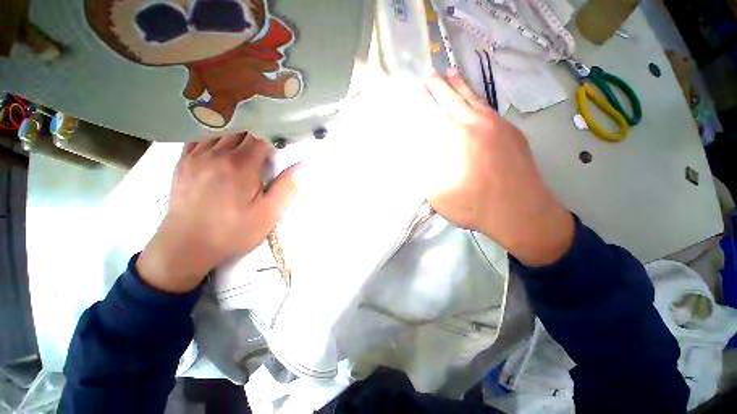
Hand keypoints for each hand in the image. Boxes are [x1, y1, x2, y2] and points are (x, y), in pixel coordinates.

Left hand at [137, 134, 298, 292]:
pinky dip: (213, 135)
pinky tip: (220, 142)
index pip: (260, 136)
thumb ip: (286, 187)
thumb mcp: (268, 213)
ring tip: (247, 138)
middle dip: (257, 130)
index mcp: (242, 165)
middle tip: (267, 137)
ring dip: (236, 132)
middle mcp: (218, 154)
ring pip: (220, 131)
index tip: (282, 137)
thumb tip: (302, 165)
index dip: (273, 132)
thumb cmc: (233, 231)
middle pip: (240, 130)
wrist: (186, 246)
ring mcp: (196, 156)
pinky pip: (197, 138)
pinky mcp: (182, 163)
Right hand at [425, 69, 573, 266]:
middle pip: (456, 100)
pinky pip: (490, 111)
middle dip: (441, 85)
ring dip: (462, 86)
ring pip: (476, 100)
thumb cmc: (475, 206)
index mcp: (457, 138)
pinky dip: (479, 102)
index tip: (419, 86)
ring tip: (453, 73)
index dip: (426, 99)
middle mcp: (477, 125)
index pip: (436, 112)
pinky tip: (475, 102)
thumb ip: (426, 175)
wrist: (522, 213)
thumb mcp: (438, 195)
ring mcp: (499, 127)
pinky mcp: (513, 134)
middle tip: (432, 74)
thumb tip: (420, 160)